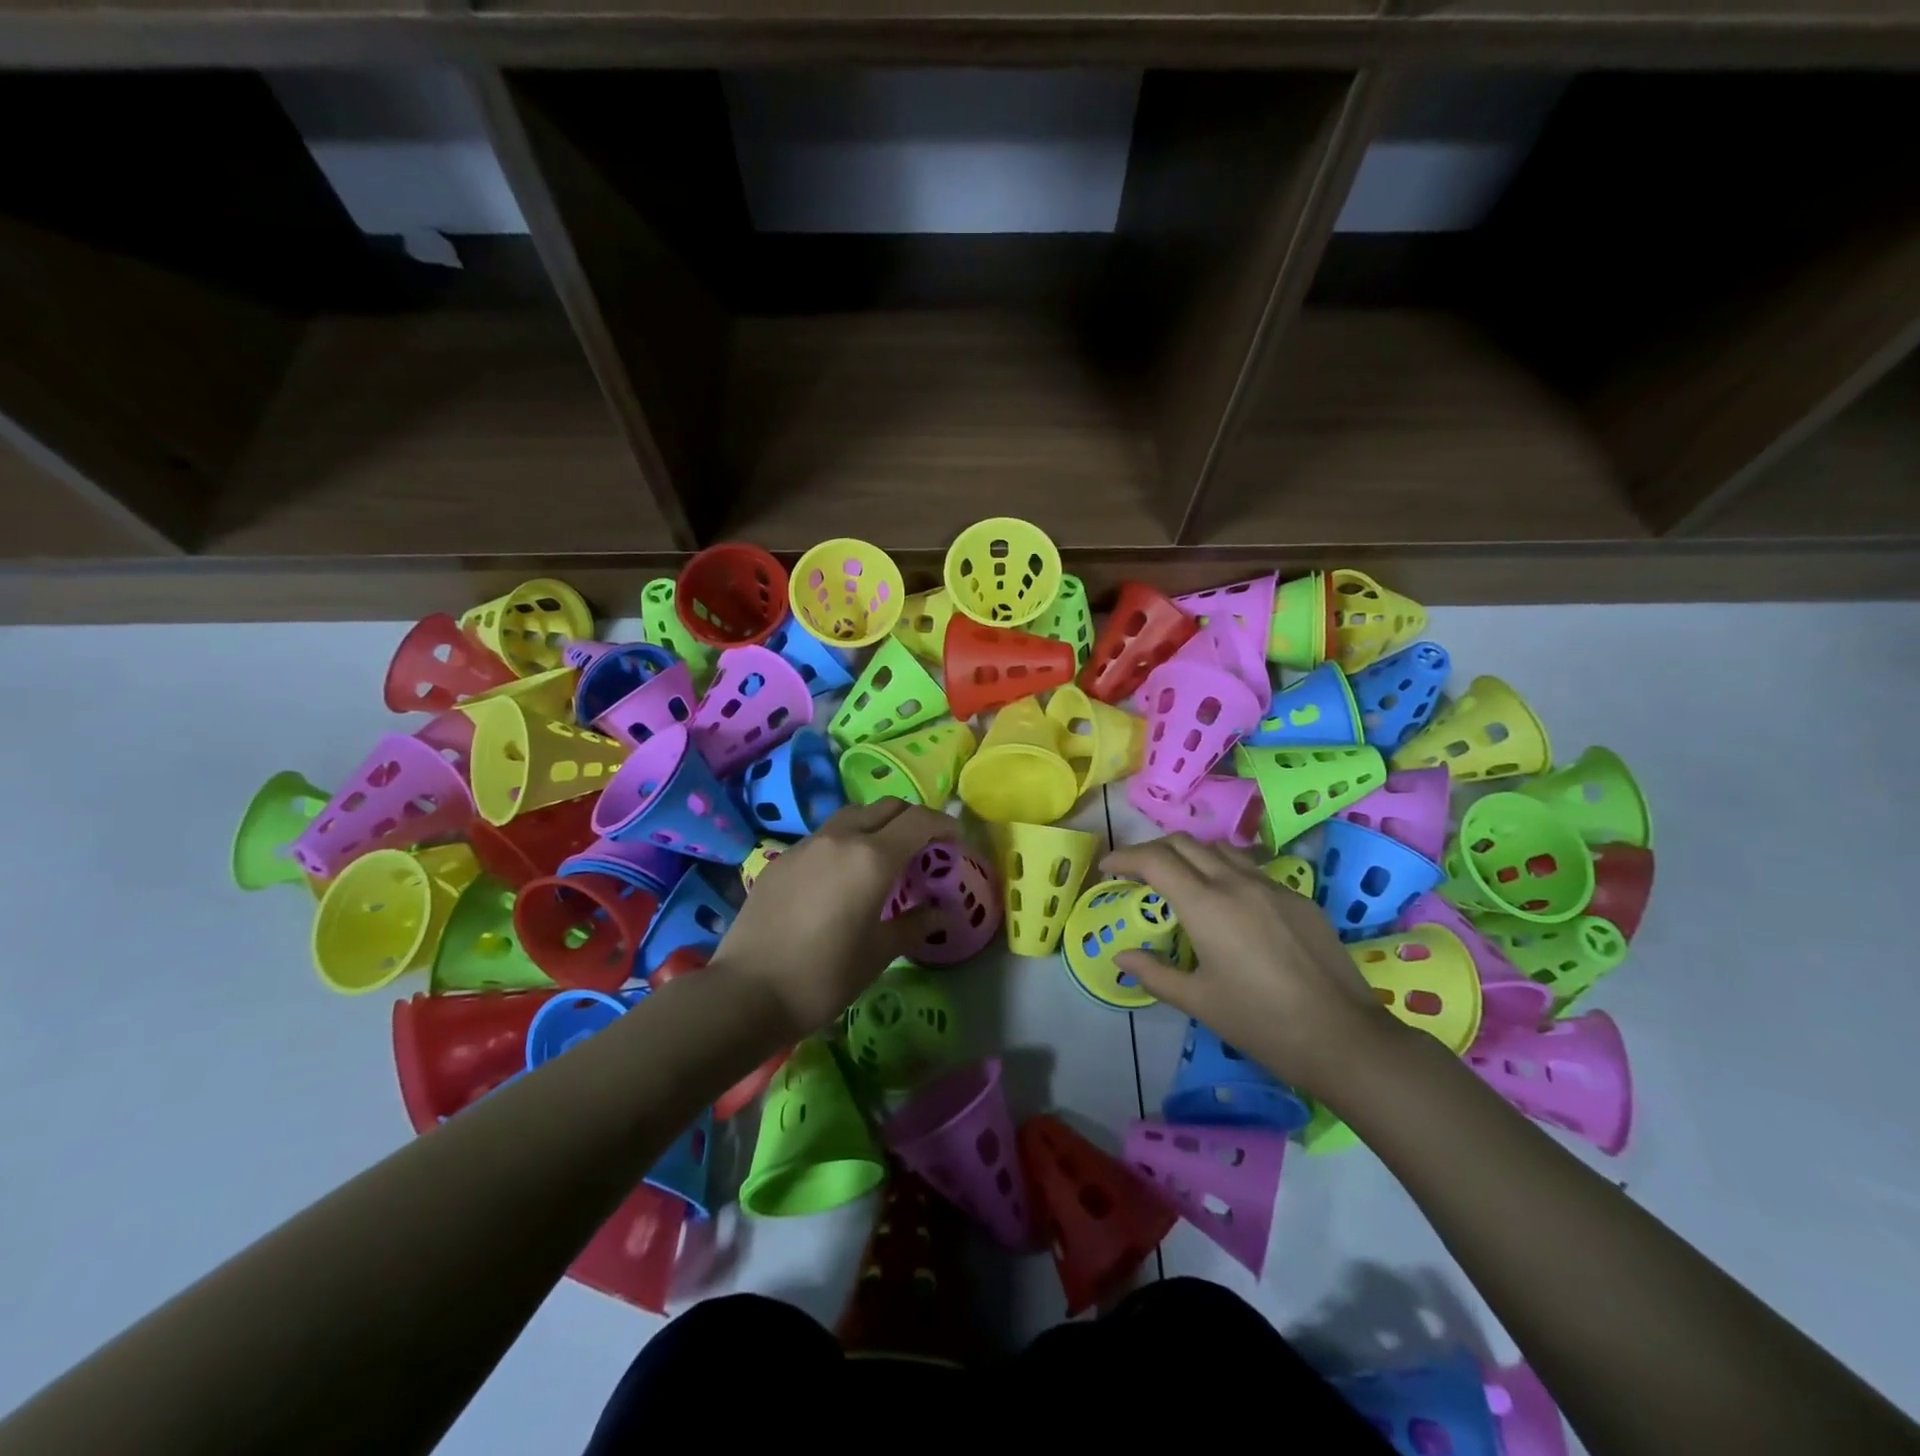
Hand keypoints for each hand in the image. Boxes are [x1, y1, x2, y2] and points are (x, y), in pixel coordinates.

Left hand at [706, 800, 954, 1037]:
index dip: (943, 825)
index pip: (918, 821)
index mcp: (872, 858)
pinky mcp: (780, 860)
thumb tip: (940, 914)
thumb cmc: (824, 976)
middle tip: (924, 846)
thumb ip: (913, 925)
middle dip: (911, 819)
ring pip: (851, 817)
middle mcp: (840, 839)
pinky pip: (823, 837)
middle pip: (885, 808)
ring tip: (883, 857)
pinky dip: (845, 842)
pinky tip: (841, 877)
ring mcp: (806, 846)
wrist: (746, 993)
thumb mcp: (878, 953)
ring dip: (876, 825)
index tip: (956, 841)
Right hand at [1101, 834, 1400, 1098]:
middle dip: (1153, 849)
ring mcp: (1272, 886)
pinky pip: (1251, 868)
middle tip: (1137, 871)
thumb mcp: (1198, 1002)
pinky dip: (1224, 870)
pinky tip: (1228, 902)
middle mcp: (1236, 882)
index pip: (1154, 860)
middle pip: (1184, 843)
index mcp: (1205, 904)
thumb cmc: (1261, 1022)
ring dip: (1190, 854)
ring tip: (1180, 879)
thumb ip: (1154, 973)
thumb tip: (1121, 957)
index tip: (1108, 867)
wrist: (1343, 1038)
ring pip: (1220, 849)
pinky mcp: (1298, 898)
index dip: (1124, 856)